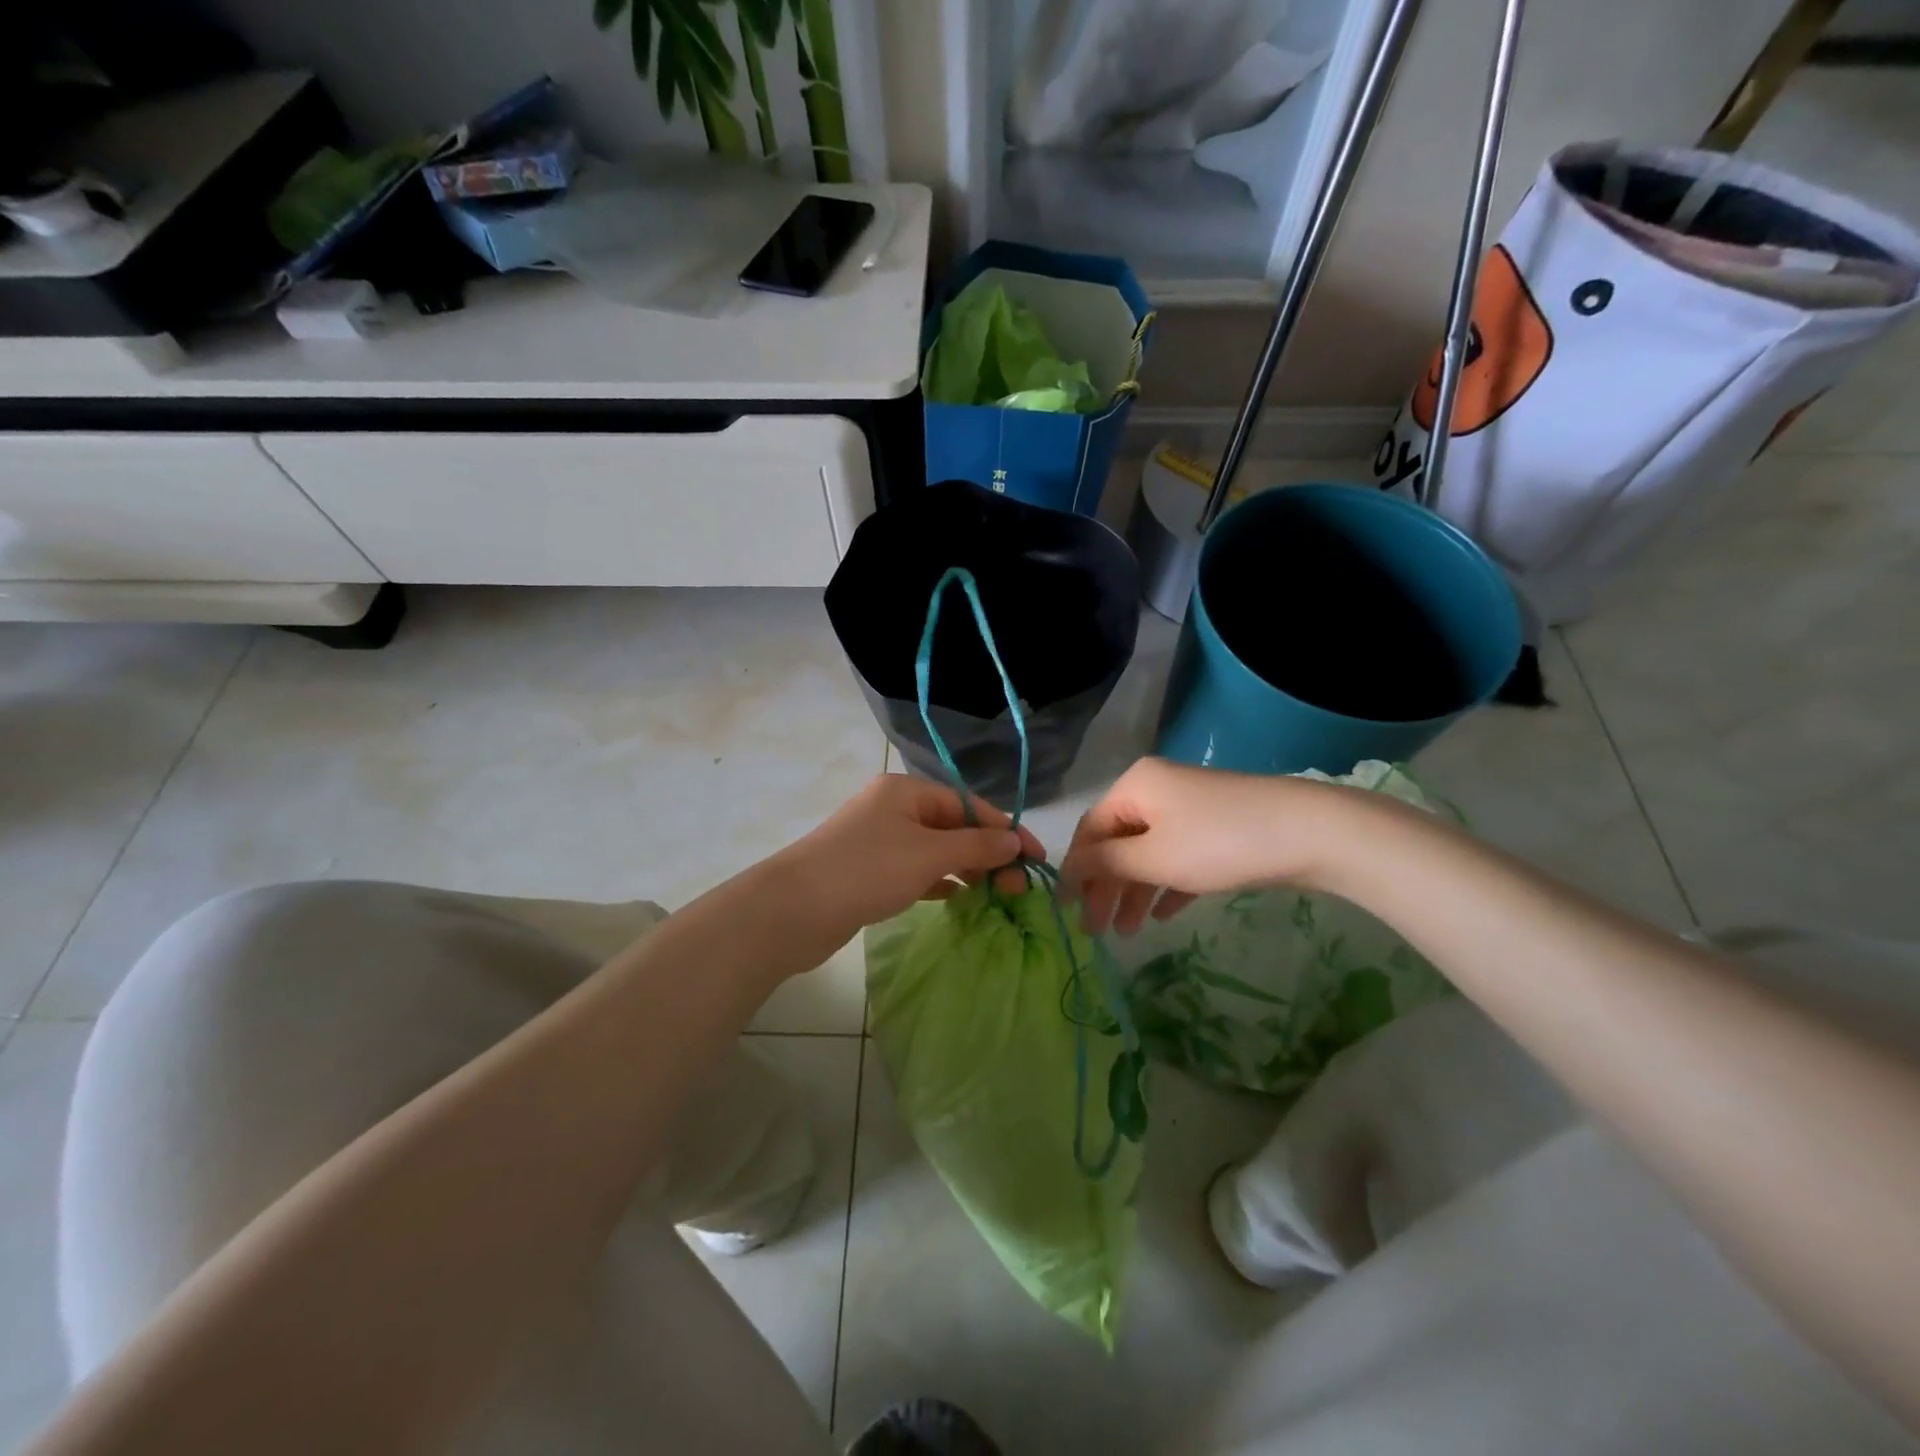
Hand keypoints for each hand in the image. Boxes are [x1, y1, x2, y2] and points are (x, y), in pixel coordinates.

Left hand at [777, 775, 1044, 934]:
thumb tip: (1015, 840)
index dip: (1007, 830)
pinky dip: (940, 882)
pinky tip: (958, 899)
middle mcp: (894, 808)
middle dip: (989, 853)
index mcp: (907, 791)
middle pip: (954, 826)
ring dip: (967, 869)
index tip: (1037, 859)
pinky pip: (917, 870)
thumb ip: (976, 845)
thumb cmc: (866, 871)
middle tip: (1017, 888)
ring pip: (936, 850)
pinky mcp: (870, 871)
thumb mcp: (928, 854)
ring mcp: (880, 841)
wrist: (792, 910)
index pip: (970, 805)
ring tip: (997, 896)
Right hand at [1060, 758, 1334, 934]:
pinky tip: (1160, 915)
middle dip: (1105, 888)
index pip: (1090, 830)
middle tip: (1096, 931)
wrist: (1310, 833)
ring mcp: (1189, 809)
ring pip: (1148, 853)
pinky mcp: (1217, 828)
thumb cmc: (1218, 843)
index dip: (1076, 871)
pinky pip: (1178, 857)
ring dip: (1134, 892)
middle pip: (1118, 842)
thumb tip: (1069, 869)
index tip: (1068, 912)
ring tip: (1127, 933)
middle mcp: (1156, 791)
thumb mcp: (1153, 857)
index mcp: (1135, 786)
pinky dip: (1165, 884)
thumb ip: (1106, 864)